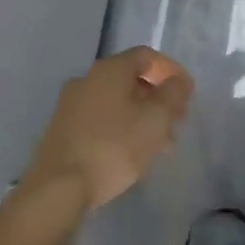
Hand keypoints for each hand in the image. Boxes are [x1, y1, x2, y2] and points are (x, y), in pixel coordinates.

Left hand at [26, 47, 194, 211]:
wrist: (58, 188)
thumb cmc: (113, 147)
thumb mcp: (156, 120)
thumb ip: (173, 95)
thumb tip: (178, 81)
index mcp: (109, 70)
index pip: (146, 56)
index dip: (171, 71)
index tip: (186, 94)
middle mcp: (86, 79)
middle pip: (130, 79)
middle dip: (157, 99)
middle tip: (175, 123)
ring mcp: (70, 105)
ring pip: (116, 102)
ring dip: (141, 117)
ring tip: (159, 145)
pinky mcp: (62, 130)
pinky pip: (100, 120)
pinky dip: (121, 128)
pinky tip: (131, 154)